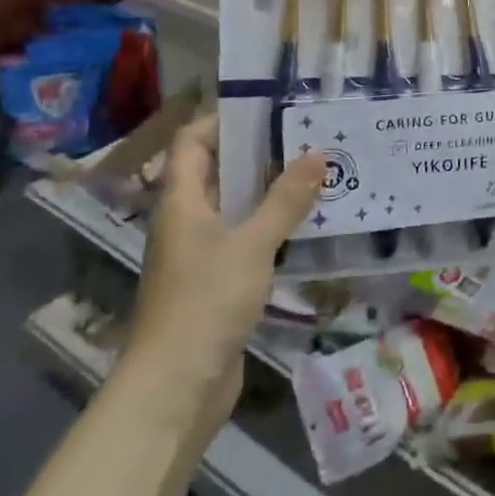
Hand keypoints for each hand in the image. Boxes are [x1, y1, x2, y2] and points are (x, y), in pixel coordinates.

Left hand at [116, 115, 323, 439]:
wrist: (175, 390)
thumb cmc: (204, 303)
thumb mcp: (251, 244)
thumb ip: (285, 199)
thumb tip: (318, 153)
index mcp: (181, 201)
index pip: (192, 142)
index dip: (222, 118)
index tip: (268, 105)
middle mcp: (187, 221)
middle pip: (218, 171)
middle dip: (260, 152)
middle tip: (308, 134)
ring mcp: (202, 253)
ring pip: (237, 206)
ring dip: (272, 190)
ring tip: (319, 170)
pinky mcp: (219, 282)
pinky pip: (247, 239)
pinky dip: (273, 226)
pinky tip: (309, 223)